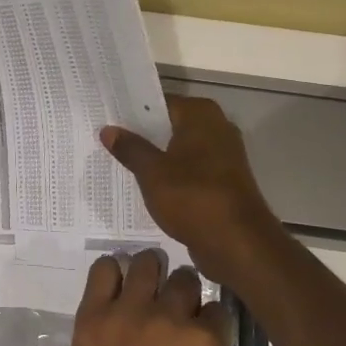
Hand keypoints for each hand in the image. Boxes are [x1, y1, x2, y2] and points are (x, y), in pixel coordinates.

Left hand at [53, 250, 230, 345]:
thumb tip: (200, 334)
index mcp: (205, 343)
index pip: (216, 307)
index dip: (205, 316)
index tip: (196, 324)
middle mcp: (170, 317)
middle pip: (184, 278)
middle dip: (180, 291)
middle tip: (167, 307)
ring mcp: (129, 310)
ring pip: (146, 263)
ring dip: (147, 273)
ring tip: (140, 290)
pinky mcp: (94, 311)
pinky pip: (104, 269)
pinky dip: (110, 273)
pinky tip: (112, 289)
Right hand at [101, 96, 276, 280]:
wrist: (238, 243)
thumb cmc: (193, 197)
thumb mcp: (152, 172)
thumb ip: (130, 148)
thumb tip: (108, 130)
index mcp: (201, 115)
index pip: (159, 102)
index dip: (132, 111)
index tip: (106, 118)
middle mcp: (216, 128)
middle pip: (170, 125)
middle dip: (141, 134)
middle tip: (106, 141)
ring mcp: (223, 156)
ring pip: (179, 150)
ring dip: (155, 157)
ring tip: (120, 163)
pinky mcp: (223, 182)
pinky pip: (189, 171)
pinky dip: (170, 176)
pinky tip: (146, 187)